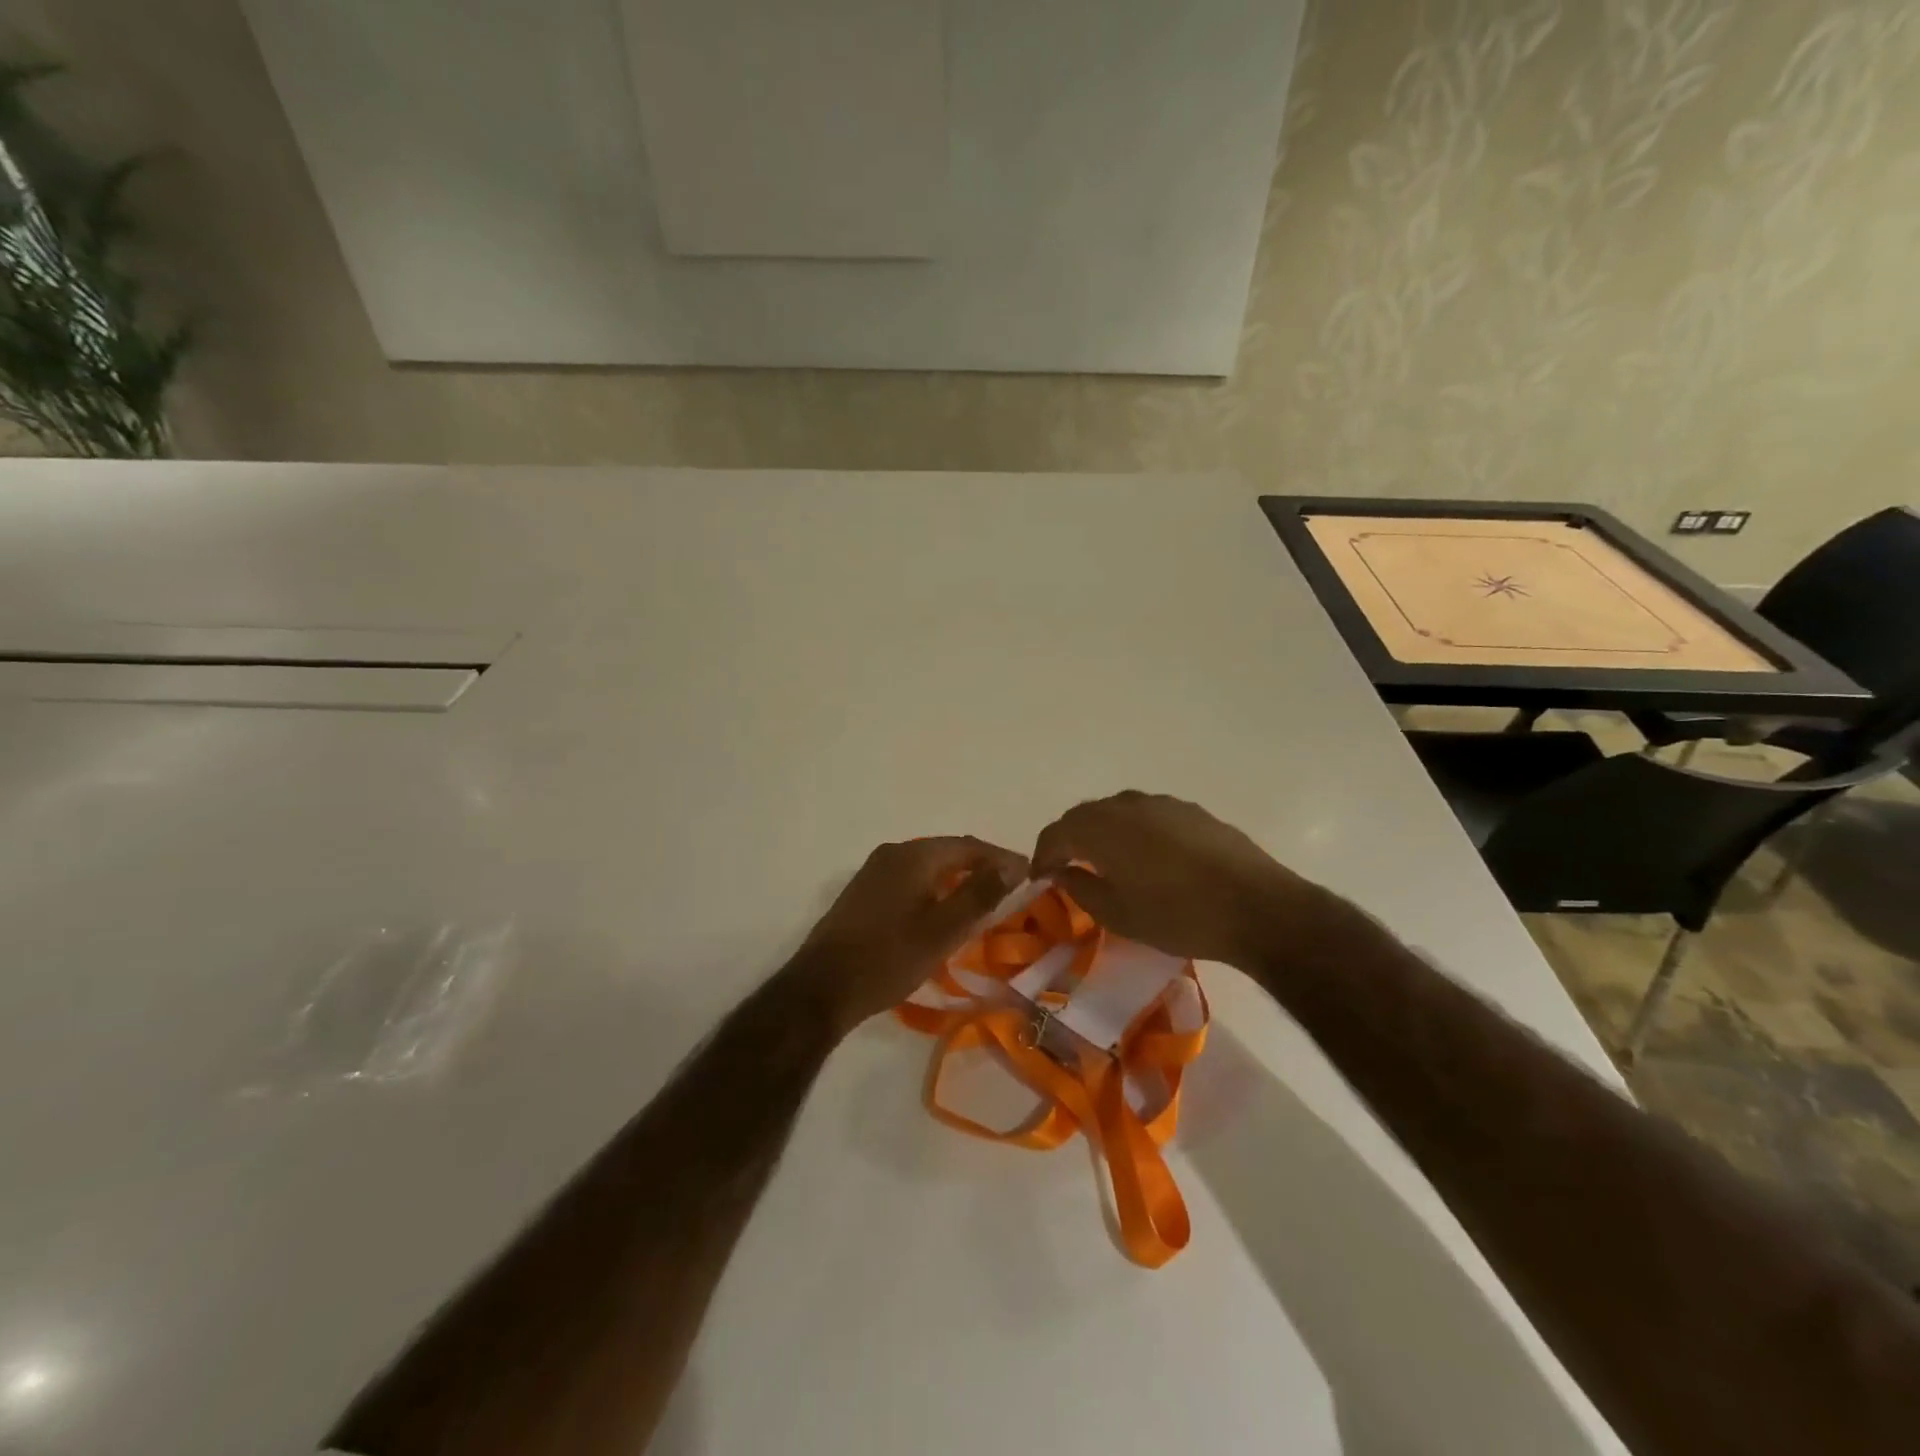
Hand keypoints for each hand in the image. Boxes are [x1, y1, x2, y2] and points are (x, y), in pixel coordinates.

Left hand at [789, 836, 1027, 1034]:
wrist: (822, 988)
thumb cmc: (888, 959)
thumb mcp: (942, 931)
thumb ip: (979, 895)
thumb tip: (1012, 865)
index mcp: (913, 856)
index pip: (968, 846)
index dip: (1001, 858)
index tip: (1029, 873)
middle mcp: (893, 853)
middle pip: (947, 851)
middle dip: (980, 866)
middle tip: (1010, 887)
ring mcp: (874, 870)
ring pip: (928, 865)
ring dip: (957, 877)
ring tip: (984, 899)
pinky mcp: (864, 891)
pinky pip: (910, 878)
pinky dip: (935, 888)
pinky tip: (944, 909)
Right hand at [1031, 791, 1325, 967]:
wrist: (1256, 907)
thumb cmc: (1178, 916)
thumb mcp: (1119, 915)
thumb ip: (1081, 889)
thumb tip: (1062, 873)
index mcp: (1101, 828)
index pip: (1056, 833)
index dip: (1042, 855)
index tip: (1039, 877)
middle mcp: (1127, 805)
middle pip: (1084, 815)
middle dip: (1069, 839)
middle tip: (1066, 867)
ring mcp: (1162, 803)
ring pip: (1116, 810)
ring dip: (1101, 831)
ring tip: (1104, 860)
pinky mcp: (1191, 811)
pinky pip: (1146, 814)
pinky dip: (1132, 830)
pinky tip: (1145, 855)